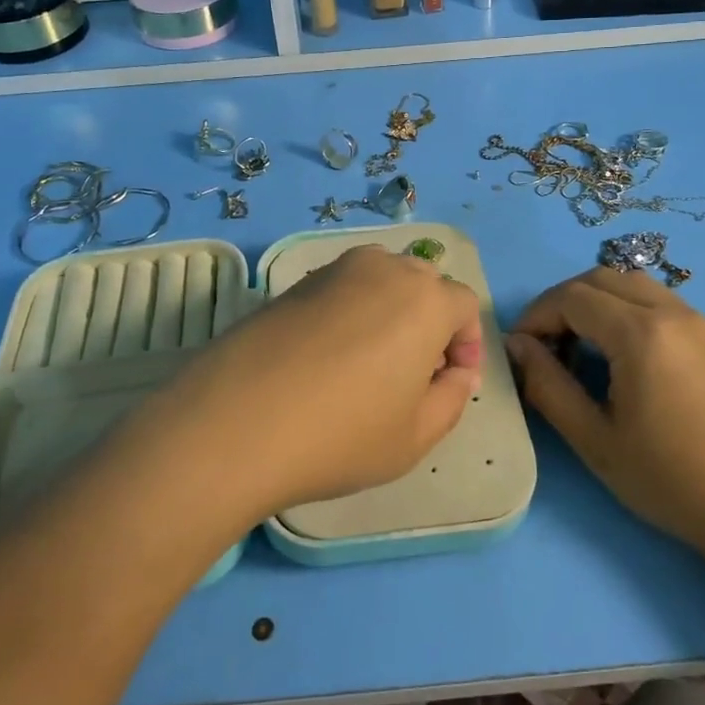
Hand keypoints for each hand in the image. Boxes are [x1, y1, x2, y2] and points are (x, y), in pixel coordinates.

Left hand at [159, 245, 484, 517]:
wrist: (237, 421)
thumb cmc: (342, 434)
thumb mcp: (416, 435)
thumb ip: (451, 398)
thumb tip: (456, 372)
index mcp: (425, 299)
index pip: (464, 304)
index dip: (467, 343)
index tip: (450, 381)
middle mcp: (384, 269)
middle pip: (424, 283)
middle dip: (431, 322)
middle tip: (414, 373)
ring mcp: (335, 270)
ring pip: (382, 279)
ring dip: (391, 311)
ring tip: (370, 361)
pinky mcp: (295, 282)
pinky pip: (343, 287)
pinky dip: (351, 311)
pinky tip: (328, 356)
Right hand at [505, 267, 704, 556]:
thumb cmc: (672, 480)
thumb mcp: (595, 439)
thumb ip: (547, 385)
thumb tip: (516, 346)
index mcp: (640, 333)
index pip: (571, 297)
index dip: (536, 316)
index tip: (519, 351)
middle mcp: (672, 312)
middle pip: (600, 278)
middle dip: (562, 302)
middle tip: (546, 346)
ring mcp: (700, 322)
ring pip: (632, 285)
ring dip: (596, 303)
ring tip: (581, 350)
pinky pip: (659, 303)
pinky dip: (626, 311)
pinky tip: (623, 358)